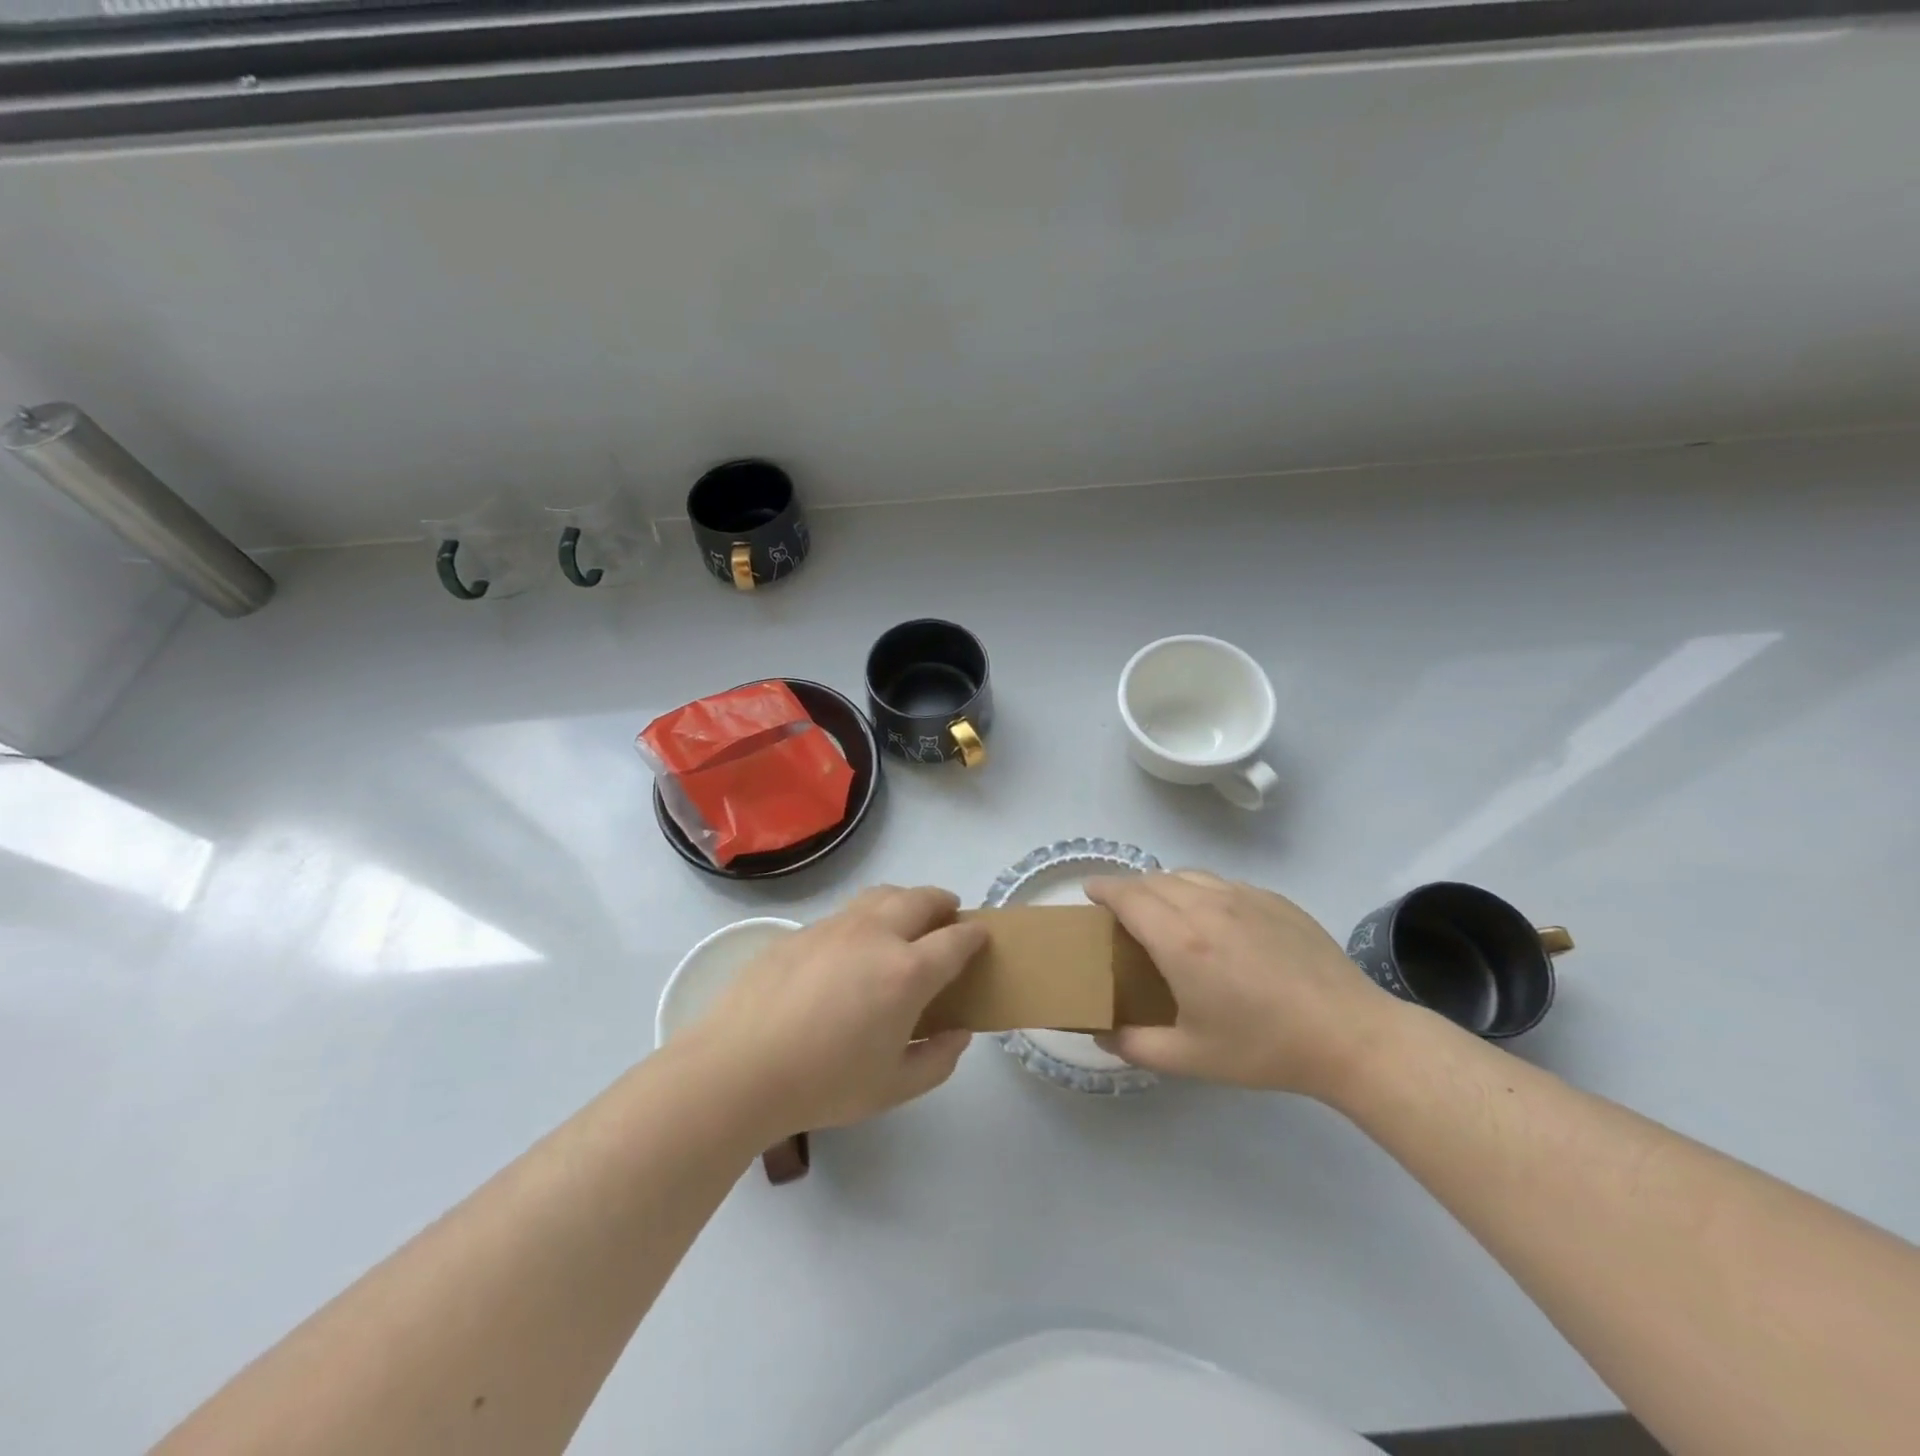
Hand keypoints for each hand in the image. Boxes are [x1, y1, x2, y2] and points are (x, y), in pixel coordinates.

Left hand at [690, 886, 985, 1137]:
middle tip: (950, 914)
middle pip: (921, 899)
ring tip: (906, 916)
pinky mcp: (800, 932)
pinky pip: (844, 913)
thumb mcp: (892, 1088)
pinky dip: (865, 917)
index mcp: (906, 972)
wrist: (738, 1069)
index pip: (955, 941)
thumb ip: (937, 1060)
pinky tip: (852, 946)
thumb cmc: (823, 1084)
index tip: (982, 936)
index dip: (975, 936)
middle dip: (943, 902)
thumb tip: (959, 1033)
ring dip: (905, 898)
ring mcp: (834, 927)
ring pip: (881, 894)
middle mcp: (876, 935)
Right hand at [1086, 870, 1397, 1099]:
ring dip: (1164, 885)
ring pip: (1188, 874)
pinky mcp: (1274, 899)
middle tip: (1121, 911)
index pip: (1128, 895)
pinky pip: (1222, 882)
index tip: (1088, 891)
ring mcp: (1244, 897)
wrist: (1349, 1035)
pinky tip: (1212, 918)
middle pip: (1154, 879)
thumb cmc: (1264, 1047)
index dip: (1103, 887)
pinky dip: (1201, 890)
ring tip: (1162, 909)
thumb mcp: (1191, 1057)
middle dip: (1129, 888)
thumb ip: (1135, 1045)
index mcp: (1180, 940)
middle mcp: (1207, 905)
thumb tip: (1101, 1035)